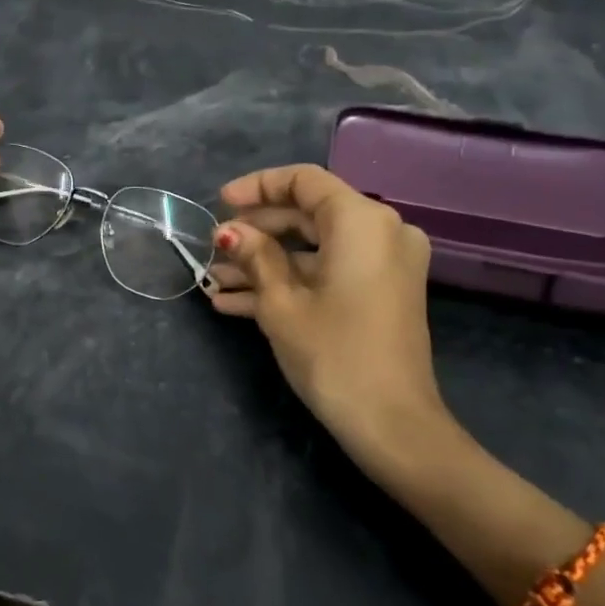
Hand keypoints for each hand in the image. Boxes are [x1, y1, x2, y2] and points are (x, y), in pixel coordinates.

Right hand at [207, 164, 449, 461]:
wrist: (391, 424)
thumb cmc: (333, 353)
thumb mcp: (281, 303)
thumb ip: (255, 256)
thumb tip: (230, 232)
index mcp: (362, 221)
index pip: (304, 181)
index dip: (257, 187)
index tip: (219, 203)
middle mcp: (381, 232)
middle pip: (307, 215)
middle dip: (255, 233)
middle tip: (212, 249)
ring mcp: (383, 265)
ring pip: (313, 249)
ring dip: (264, 264)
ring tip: (214, 282)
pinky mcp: (378, 294)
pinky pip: (328, 273)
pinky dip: (289, 283)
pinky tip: (236, 303)